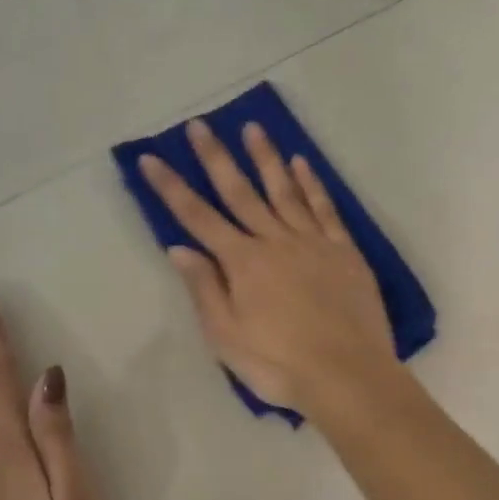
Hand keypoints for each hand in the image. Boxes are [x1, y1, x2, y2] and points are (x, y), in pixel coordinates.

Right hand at [139, 118, 399, 411]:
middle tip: (200, 125)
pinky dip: (312, 184)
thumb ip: (204, 289)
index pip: (198, 218)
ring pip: (285, 191)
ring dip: (266, 158)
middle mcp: (275, 241)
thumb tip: (179, 248)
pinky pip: (325, 209)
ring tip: (253, 128)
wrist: (347, 375)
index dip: (171, 187)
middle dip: (216, 158)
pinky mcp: (345, 251)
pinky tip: (302, 164)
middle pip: (240, 192)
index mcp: (243, 263)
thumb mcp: (227, 337)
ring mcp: (313, 242)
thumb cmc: (279, 364)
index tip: (151, 158)